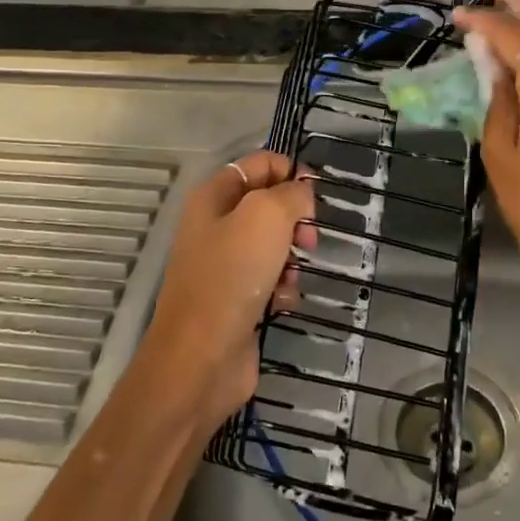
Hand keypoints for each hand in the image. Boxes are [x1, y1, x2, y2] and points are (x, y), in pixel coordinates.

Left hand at [136, 151, 315, 433]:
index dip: (292, 171)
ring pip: (276, 245)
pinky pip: (273, 280)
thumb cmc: (231, 276)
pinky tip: (282, 302)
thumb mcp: (266, 216)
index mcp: (214, 196)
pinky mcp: (238, 298)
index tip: (318, 193)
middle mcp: (217, 225)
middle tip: (308, 239)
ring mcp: (226, 264)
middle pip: (271, 205)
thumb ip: (291, 194)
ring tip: (292, 275)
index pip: (260, 164)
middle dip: (296, 219)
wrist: (201, 356)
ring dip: (293, 258)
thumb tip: (303, 193)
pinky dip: (284, 288)